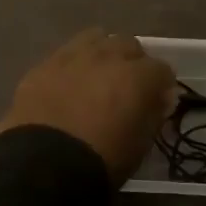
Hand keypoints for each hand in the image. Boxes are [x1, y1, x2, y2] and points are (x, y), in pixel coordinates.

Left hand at [0, 29, 175, 182]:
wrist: (42, 166)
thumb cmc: (102, 161)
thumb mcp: (140, 145)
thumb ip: (153, 115)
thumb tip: (159, 100)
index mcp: (138, 76)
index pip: (163, 69)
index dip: (162, 86)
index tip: (157, 102)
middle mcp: (108, 56)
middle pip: (129, 45)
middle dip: (133, 62)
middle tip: (126, 87)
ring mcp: (72, 56)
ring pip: (96, 39)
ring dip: (102, 54)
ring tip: (97, 76)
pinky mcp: (43, 65)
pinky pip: (65, 54)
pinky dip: (72, 65)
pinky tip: (67, 85)